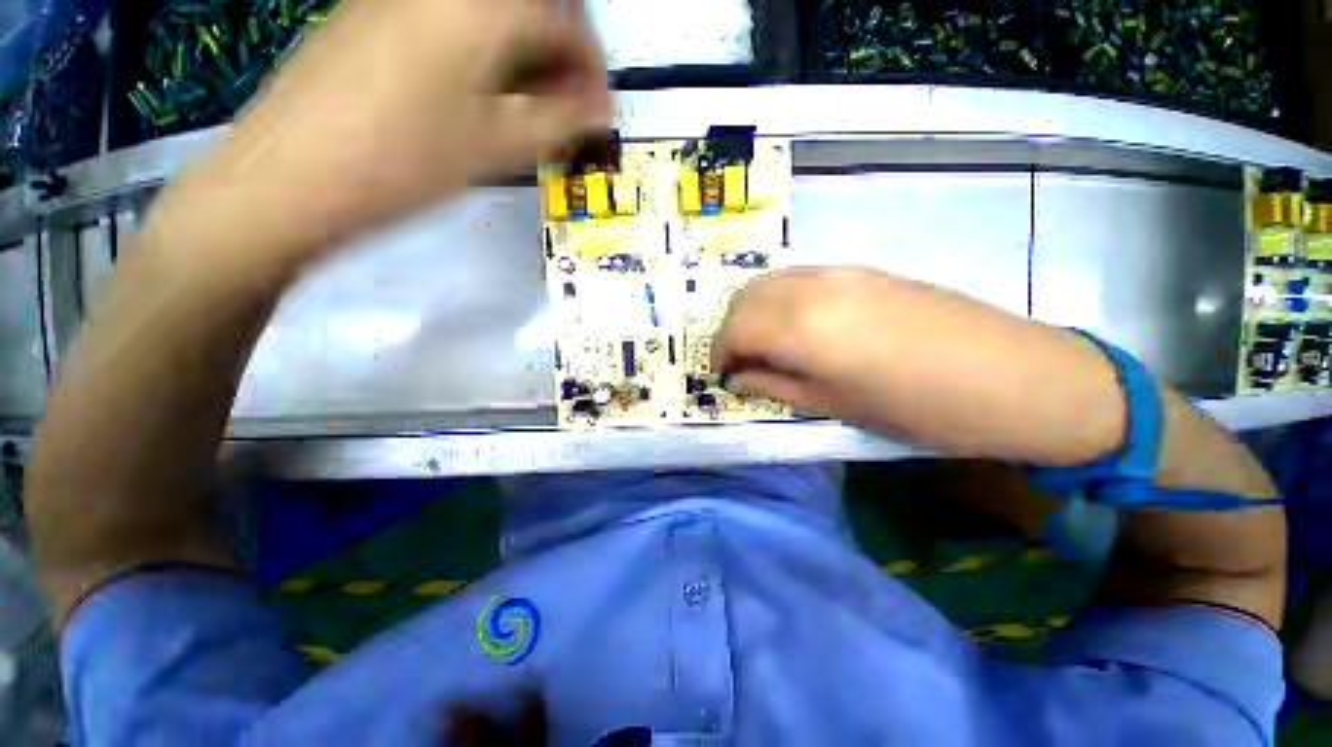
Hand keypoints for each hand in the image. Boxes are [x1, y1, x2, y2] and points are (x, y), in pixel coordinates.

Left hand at [157, 0, 608, 265]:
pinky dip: (484, 56)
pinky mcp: (374, 17)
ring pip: (491, 17)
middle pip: (530, 9)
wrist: (291, 175)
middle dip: (561, 61)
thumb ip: (561, 122)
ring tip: (528, 113)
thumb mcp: (497, 145)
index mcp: (480, 6)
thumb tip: (601, 109)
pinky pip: (452, 23)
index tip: (599, 114)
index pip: (567, 20)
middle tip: (566, 114)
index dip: (593, 68)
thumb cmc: (405, 161)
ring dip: (525, 60)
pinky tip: (480, 98)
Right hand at [712, 267, 1126, 465]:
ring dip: (752, 312)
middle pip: (745, 298)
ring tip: (762, 344)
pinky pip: (799, 278)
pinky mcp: (861, 269)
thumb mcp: (832, 406)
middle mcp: (811, 288)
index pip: (735, 328)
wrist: (1012, 377)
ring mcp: (838, 272)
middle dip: (730, 329)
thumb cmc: (917, 408)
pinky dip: (780, 299)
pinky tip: (794, 326)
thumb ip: (773, 385)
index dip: (719, 351)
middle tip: (738, 360)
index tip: (721, 372)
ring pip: (770, 282)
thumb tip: (738, 376)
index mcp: (801, 327)